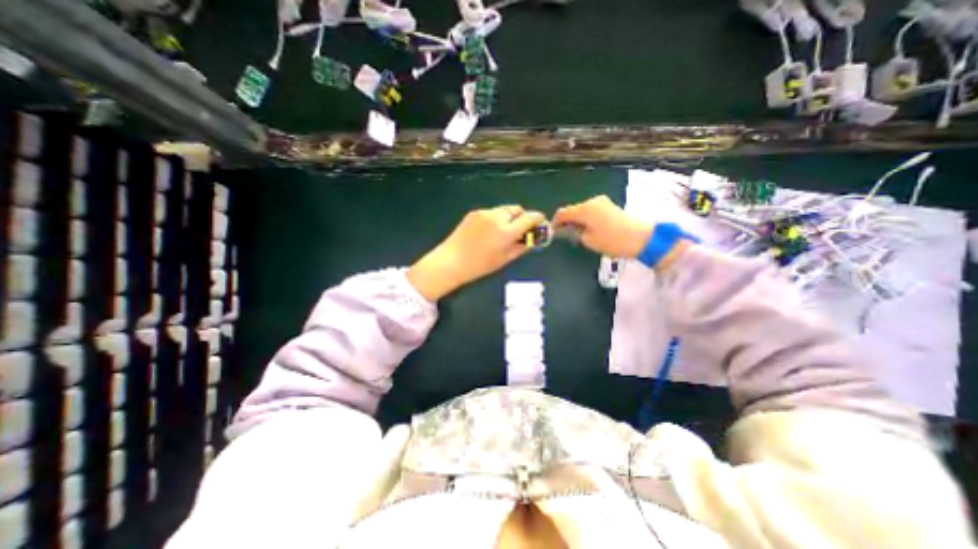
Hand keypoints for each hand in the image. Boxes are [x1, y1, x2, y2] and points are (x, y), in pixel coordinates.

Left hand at [406, 203, 541, 300]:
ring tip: (503, 231)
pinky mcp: (474, 212)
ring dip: (509, 217)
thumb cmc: (480, 265)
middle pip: (517, 209)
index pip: (530, 217)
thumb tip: (533, 239)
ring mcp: (484, 213)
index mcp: (507, 231)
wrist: (451, 261)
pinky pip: (492, 212)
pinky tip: (488, 231)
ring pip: (504, 209)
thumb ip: (522, 246)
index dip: (538, 219)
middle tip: (520, 230)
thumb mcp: (505, 258)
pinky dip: (496, 218)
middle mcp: (497, 217)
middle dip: (522, 217)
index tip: (540, 224)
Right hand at [553, 194, 652, 255]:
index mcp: (584, 210)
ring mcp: (602, 202)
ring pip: (583, 210)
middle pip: (573, 210)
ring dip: (578, 219)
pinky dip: (587, 218)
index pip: (563, 213)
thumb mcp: (589, 240)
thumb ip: (575, 233)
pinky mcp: (610, 205)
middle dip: (567, 221)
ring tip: (579, 233)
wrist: (641, 238)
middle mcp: (592, 202)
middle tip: (565, 234)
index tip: (553, 231)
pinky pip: (592, 210)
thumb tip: (569, 229)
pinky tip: (589, 228)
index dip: (556, 222)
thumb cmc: (612, 241)